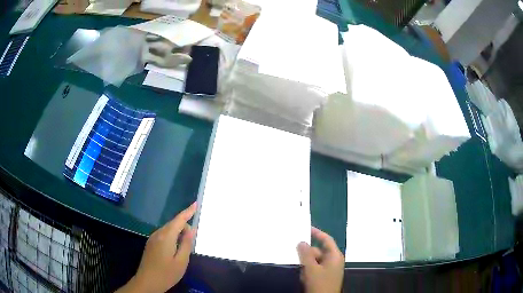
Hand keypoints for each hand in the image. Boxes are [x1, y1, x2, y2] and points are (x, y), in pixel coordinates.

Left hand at [117, 203, 196, 292]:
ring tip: (185, 244)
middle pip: (173, 224)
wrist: (147, 282)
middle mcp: (158, 234)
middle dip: (184, 225)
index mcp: (166, 236)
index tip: (196, 204)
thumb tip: (191, 229)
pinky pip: (164, 235)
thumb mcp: (181, 261)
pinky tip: (175, 247)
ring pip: (168, 229)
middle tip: (193, 237)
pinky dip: (172, 236)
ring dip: (178, 232)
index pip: (179, 220)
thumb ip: (186, 244)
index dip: (188, 212)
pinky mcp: (150, 244)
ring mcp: (152, 238)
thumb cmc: (166, 273)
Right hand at [297, 227, 344, 292]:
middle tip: (293, 251)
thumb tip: (301, 242)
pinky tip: (303, 275)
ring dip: (306, 262)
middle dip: (307, 252)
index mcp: (334, 256)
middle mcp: (333, 260)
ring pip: (315, 260)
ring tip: (299, 267)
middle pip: (318, 251)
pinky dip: (308, 269)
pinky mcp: (324, 276)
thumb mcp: (311, 268)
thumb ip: (306, 254)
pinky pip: (315, 268)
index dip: (317, 233)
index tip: (306, 228)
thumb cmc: (320, 283)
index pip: (327, 240)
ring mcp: (329, 269)